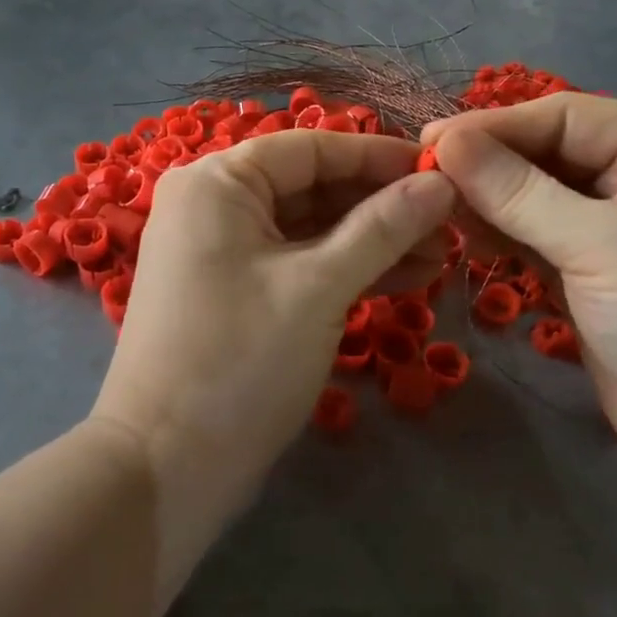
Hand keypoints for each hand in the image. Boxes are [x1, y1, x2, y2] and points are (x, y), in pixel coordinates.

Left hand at [92, 131, 455, 569]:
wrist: (167, 467)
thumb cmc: (240, 361)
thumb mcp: (320, 286)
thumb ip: (382, 228)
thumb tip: (440, 184)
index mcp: (217, 182)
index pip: (311, 149)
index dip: (379, 157)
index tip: (442, 173)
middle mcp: (213, 205)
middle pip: (311, 188)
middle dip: (380, 206)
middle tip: (449, 224)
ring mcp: (221, 253)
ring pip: (309, 231)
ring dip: (371, 242)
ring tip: (440, 258)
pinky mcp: (234, 294)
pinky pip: (296, 265)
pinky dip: (344, 271)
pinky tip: (403, 280)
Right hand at [424, 95, 616, 500]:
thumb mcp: (601, 247)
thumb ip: (519, 192)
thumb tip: (446, 143)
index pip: (566, 118)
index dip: (494, 127)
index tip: (428, 143)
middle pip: (547, 153)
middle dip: (488, 164)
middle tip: (422, 175)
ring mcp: (615, 228)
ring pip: (535, 196)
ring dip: (488, 200)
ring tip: (435, 207)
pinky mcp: (591, 271)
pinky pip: (534, 237)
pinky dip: (500, 234)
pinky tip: (463, 235)